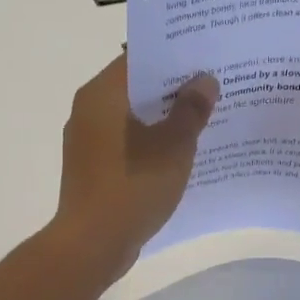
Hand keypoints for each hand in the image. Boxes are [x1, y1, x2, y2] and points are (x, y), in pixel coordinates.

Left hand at [52, 53, 219, 283]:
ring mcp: (86, 140)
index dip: (173, 55)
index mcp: (102, 94)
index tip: (204, 56)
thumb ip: (191, 110)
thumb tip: (204, 80)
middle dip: (173, 87)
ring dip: (163, 116)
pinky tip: (179, 151)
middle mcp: (88, 109)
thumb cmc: (133, 187)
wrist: (92, 244)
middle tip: (212, 85)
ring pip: (132, 116)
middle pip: (135, 86)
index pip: (138, 58)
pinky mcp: (91, 166)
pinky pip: (125, 141)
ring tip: (203, 116)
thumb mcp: (173, 147)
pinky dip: (150, 140)